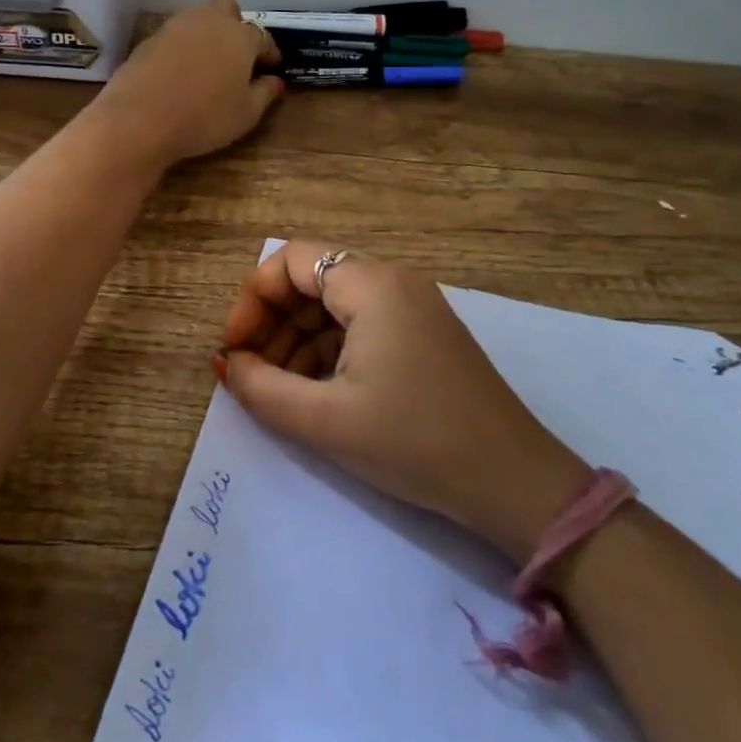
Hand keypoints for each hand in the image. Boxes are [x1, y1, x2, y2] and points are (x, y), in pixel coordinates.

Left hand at [89, 0, 284, 166]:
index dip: (269, 52)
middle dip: (235, 25)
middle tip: (236, 55)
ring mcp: (175, 27)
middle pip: (227, 8)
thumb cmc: (205, 117)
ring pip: (198, 18)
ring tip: (208, 64)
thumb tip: (275, 81)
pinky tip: (180, 73)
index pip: (262, 37)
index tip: (271, 68)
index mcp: (240, 37)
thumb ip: (265, 93)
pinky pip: (174, 36)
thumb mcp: (246, 113)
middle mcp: (209, 21)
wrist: (139, 119)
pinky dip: (182, 48)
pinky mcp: (149, 39)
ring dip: (207, 34)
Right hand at [215, 240, 590, 562]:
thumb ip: (262, 388)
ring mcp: (414, 308)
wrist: (512, 481)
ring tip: (278, 391)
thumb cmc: (414, 442)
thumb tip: (228, 364)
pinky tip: (316, 393)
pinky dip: (330, 352)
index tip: (234, 347)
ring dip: (298, 341)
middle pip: (313, 281)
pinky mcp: (425, 335)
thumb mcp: (326, 420)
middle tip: (250, 374)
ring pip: (336, 307)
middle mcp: (394, 282)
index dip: (253, 299)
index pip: (292, 260)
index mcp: (372, 285)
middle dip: (272, 323)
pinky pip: (362, 327)